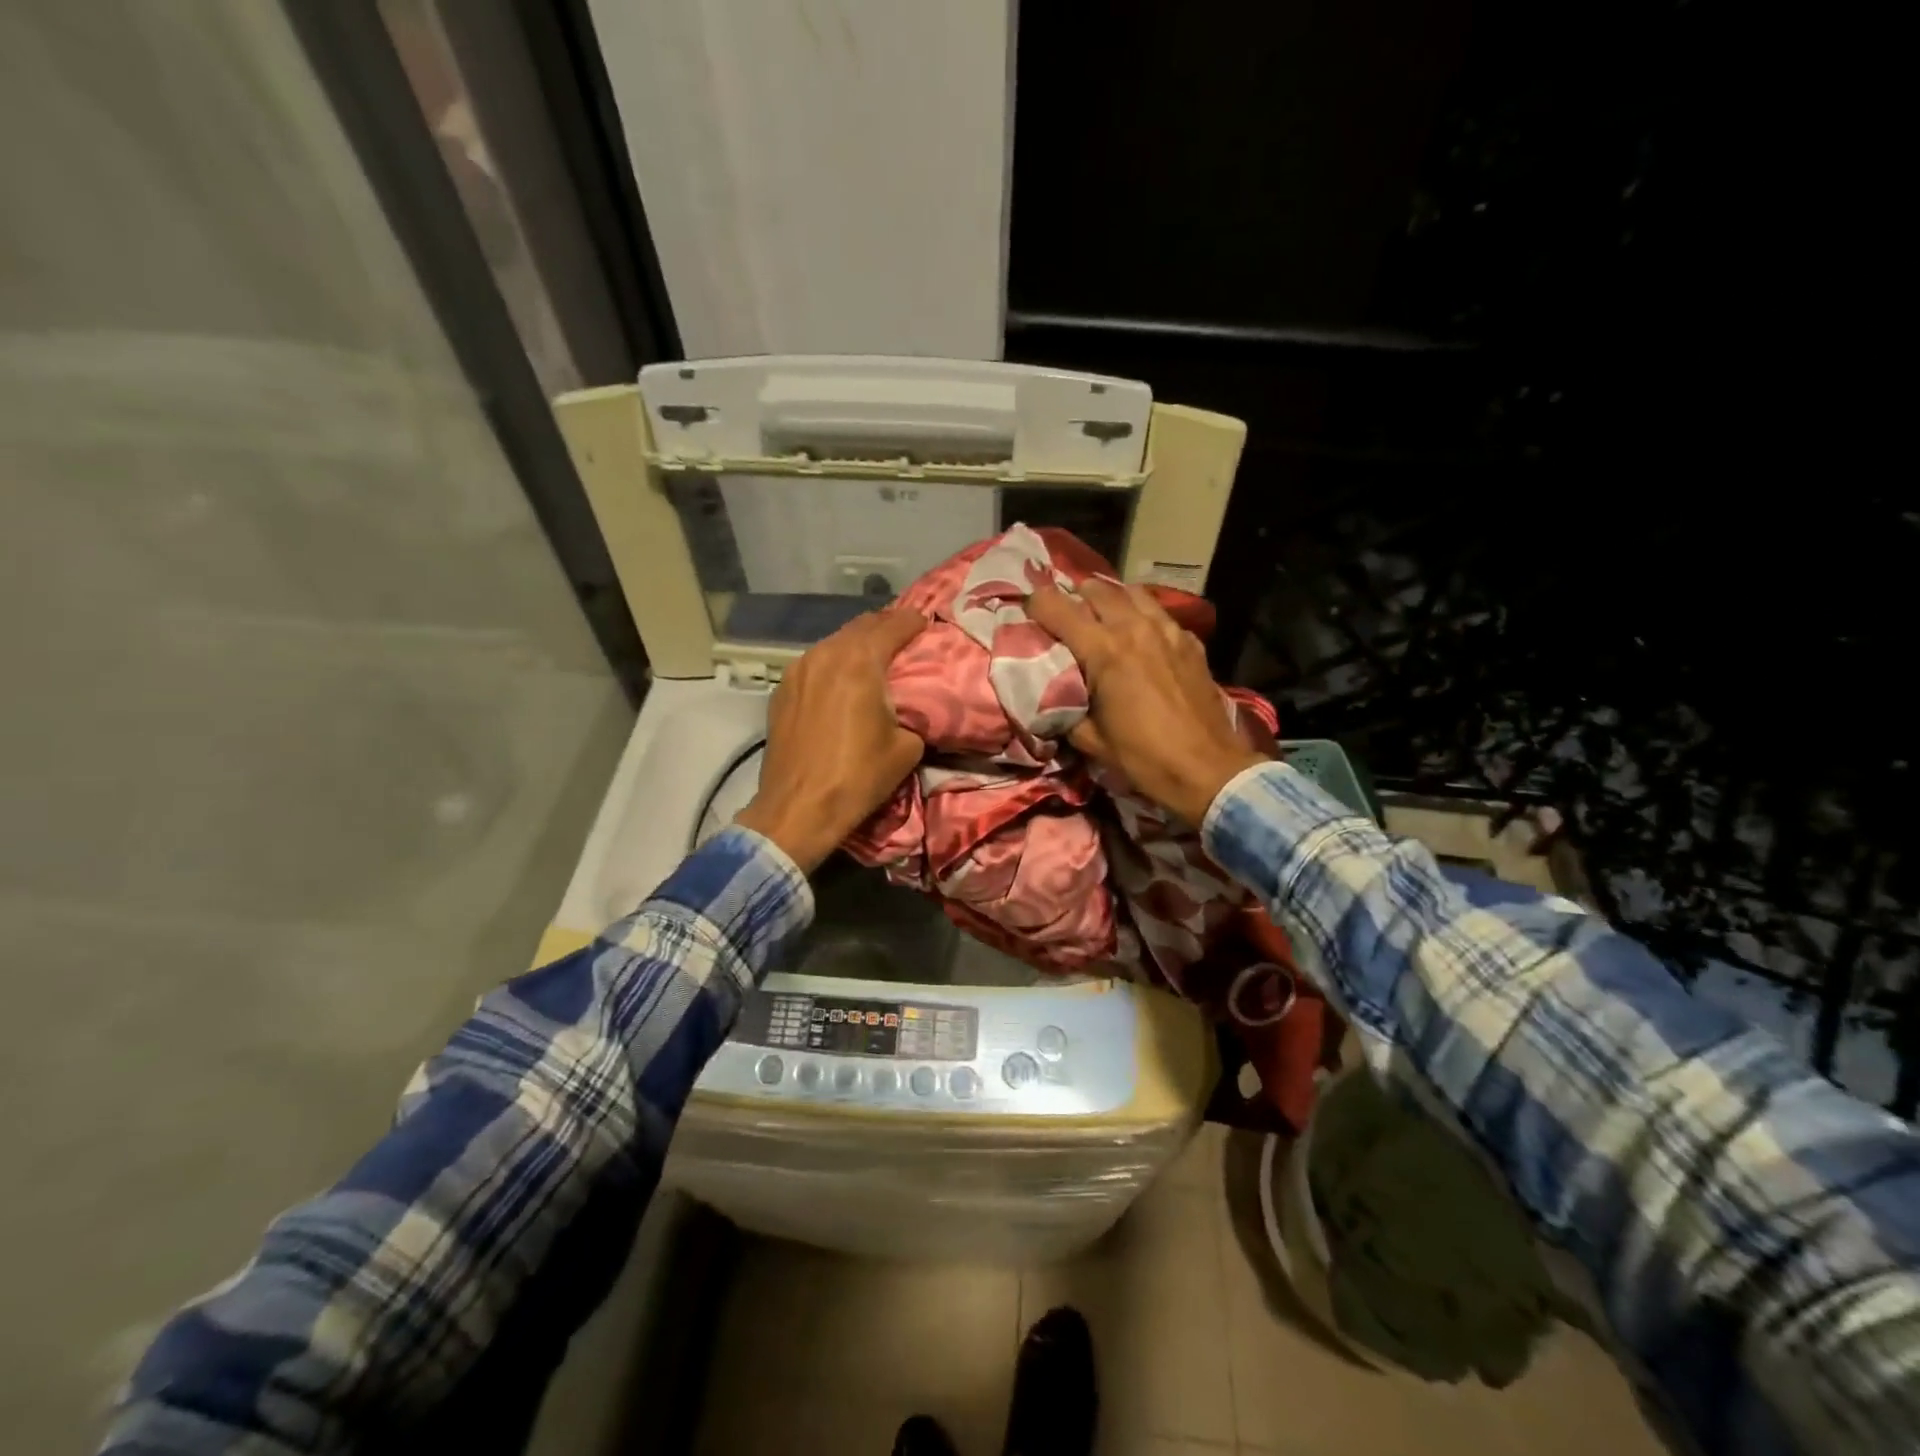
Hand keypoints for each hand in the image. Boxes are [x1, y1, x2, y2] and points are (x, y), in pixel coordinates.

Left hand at [734, 609, 927, 871]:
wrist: (798, 809)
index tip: (927, 624)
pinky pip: (815, 663)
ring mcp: (798, 670)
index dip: (914, 621)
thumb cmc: (858, 777)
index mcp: (860, 662)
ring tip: (875, 657)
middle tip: (904, 637)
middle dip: (885, 627)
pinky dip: (834, 663)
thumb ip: (913, 715)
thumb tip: (910, 710)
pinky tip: (842, 680)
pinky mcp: (782, 690)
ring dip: (857, 644)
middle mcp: (826, 654)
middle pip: (861, 626)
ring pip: (834, 642)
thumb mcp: (906, 748)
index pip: (893, 625)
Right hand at [1028, 579, 1263, 823]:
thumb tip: (1050, 695)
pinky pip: (1158, 612)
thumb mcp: (1090, 740)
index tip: (1027, 612)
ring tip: (1100, 617)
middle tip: (1064, 618)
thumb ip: (1064, 709)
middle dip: (1073, 599)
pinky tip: (1138, 635)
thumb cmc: (1143, 758)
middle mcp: (1134, 628)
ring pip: (1130, 592)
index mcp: (1104, 651)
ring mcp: (1167, 630)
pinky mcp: (1190, 641)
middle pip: (1095, 590)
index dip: (1035, 604)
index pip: (1057, 608)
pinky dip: (1140, 615)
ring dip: (1109, 600)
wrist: (1207, 769)